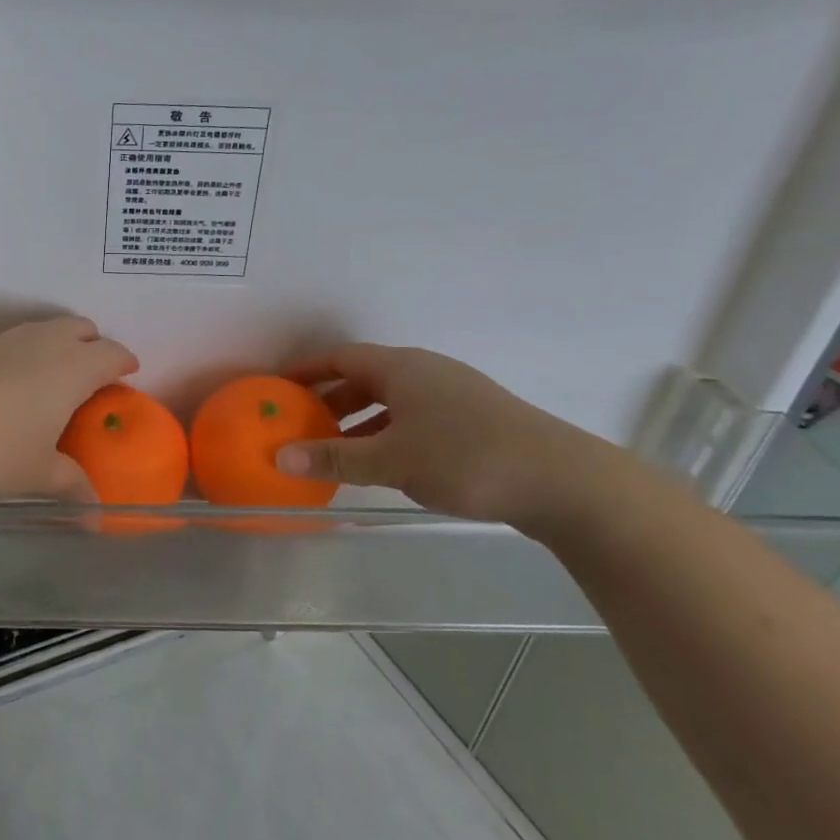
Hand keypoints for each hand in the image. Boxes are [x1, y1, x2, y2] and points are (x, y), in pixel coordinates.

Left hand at [0, 316, 138, 500]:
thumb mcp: (39, 473)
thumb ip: (72, 485)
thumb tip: (96, 517)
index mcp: (73, 368)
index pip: (112, 352)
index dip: (124, 361)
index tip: (128, 373)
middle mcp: (44, 342)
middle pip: (80, 327)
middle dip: (92, 344)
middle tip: (93, 373)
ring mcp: (6, 339)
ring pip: (44, 329)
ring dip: (57, 344)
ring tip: (52, 378)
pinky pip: (13, 340)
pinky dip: (24, 352)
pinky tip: (11, 382)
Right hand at [273, 344, 609, 524]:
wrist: (563, 482)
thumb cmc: (466, 458)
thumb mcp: (390, 460)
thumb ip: (333, 458)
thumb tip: (278, 457)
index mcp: (402, 368)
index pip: (340, 357)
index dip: (305, 371)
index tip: (276, 388)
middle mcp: (426, 372)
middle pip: (364, 378)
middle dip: (329, 401)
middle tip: (299, 426)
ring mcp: (453, 396)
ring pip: (391, 402)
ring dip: (358, 423)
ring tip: (333, 452)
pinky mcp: (474, 421)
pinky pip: (414, 420)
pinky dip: (387, 436)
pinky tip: (383, 465)